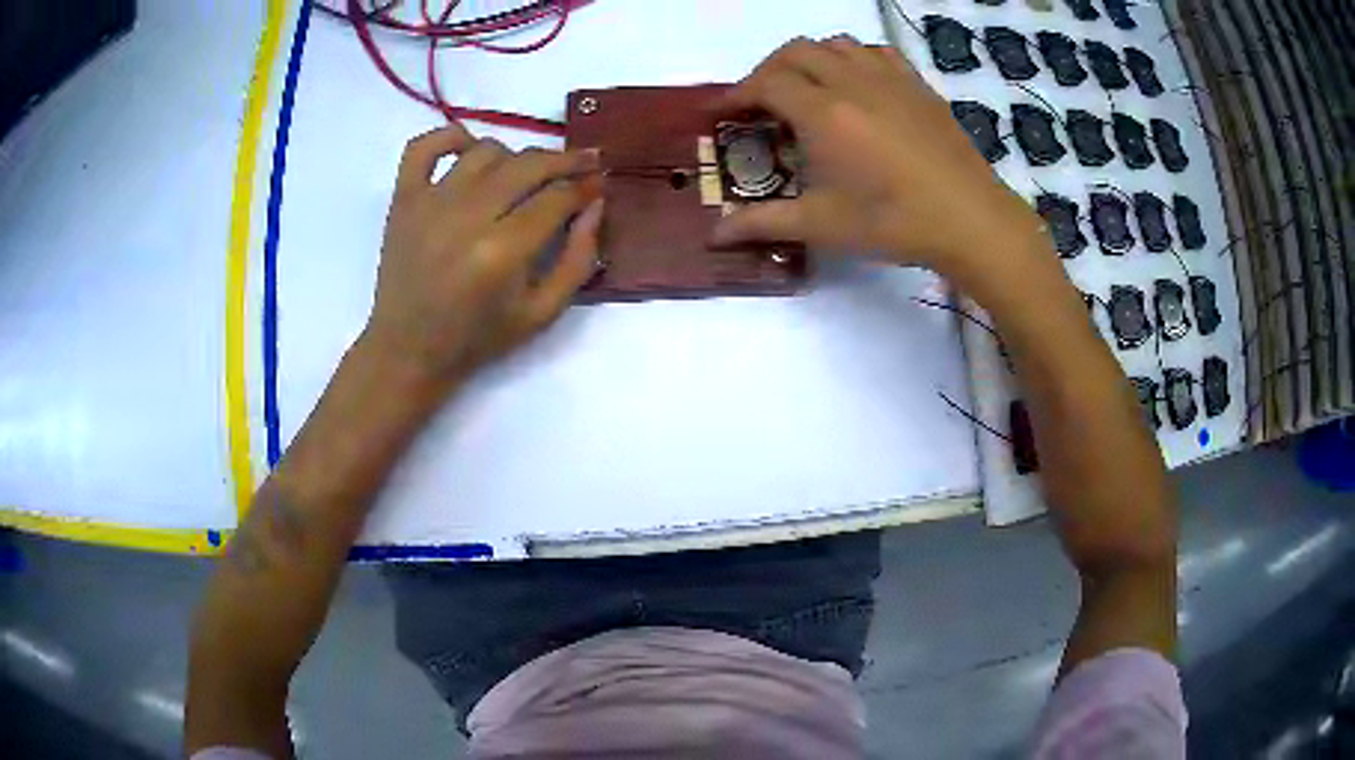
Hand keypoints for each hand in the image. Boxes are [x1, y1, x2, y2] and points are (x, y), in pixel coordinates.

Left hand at [362, 123, 602, 392]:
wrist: (408, 350)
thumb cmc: (477, 338)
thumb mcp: (542, 313)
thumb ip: (578, 259)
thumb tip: (595, 205)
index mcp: (502, 252)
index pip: (558, 197)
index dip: (587, 185)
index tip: (601, 183)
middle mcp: (466, 216)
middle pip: (528, 165)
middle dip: (566, 160)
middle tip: (584, 164)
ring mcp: (430, 202)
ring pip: (486, 150)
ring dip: (515, 156)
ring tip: (525, 175)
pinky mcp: (403, 198)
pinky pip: (425, 145)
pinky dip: (450, 136)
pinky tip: (469, 149)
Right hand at [712, 37, 1047, 286]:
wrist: (970, 220)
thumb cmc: (893, 222)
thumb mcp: (822, 225)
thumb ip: (764, 222)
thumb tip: (715, 235)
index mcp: (822, 112)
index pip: (765, 83)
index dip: (736, 94)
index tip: (721, 113)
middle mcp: (851, 81)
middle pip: (795, 52)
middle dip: (768, 70)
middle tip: (761, 101)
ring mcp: (889, 78)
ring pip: (835, 44)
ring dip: (809, 58)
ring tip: (806, 88)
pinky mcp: (917, 85)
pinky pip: (875, 52)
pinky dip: (853, 57)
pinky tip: (856, 82)